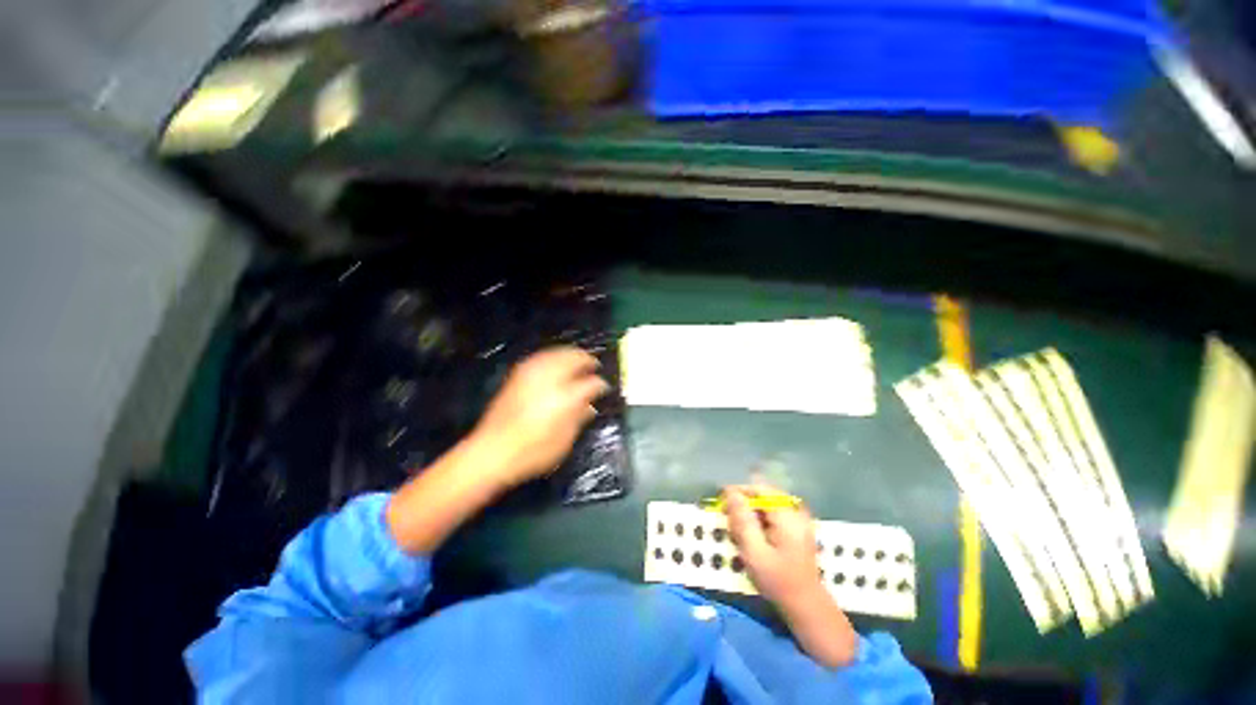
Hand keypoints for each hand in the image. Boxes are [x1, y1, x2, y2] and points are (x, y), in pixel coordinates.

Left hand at [471, 346, 609, 488]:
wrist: (491, 451)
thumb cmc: (533, 452)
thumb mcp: (564, 440)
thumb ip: (579, 418)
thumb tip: (590, 406)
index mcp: (566, 397)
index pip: (591, 383)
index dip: (601, 384)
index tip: (604, 387)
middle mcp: (550, 379)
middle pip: (574, 358)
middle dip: (586, 360)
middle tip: (594, 366)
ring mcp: (532, 374)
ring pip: (557, 353)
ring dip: (570, 354)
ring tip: (578, 360)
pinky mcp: (518, 375)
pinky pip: (541, 357)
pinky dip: (553, 356)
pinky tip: (556, 362)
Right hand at [723, 482, 857, 667]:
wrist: (807, 607)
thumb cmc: (778, 581)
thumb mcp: (754, 552)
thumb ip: (742, 520)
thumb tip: (730, 492)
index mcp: (787, 515)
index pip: (758, 488)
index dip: (738, 492)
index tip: (722, 504)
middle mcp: (795, 511)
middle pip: (762, 495)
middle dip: (744, 506)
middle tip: (731, 524)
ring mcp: (799, 520)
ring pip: (766, 505)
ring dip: (750, 515)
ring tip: (741, 535)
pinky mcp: (797, 529)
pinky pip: (772, 515)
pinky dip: (759, 522)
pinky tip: (754, 538)